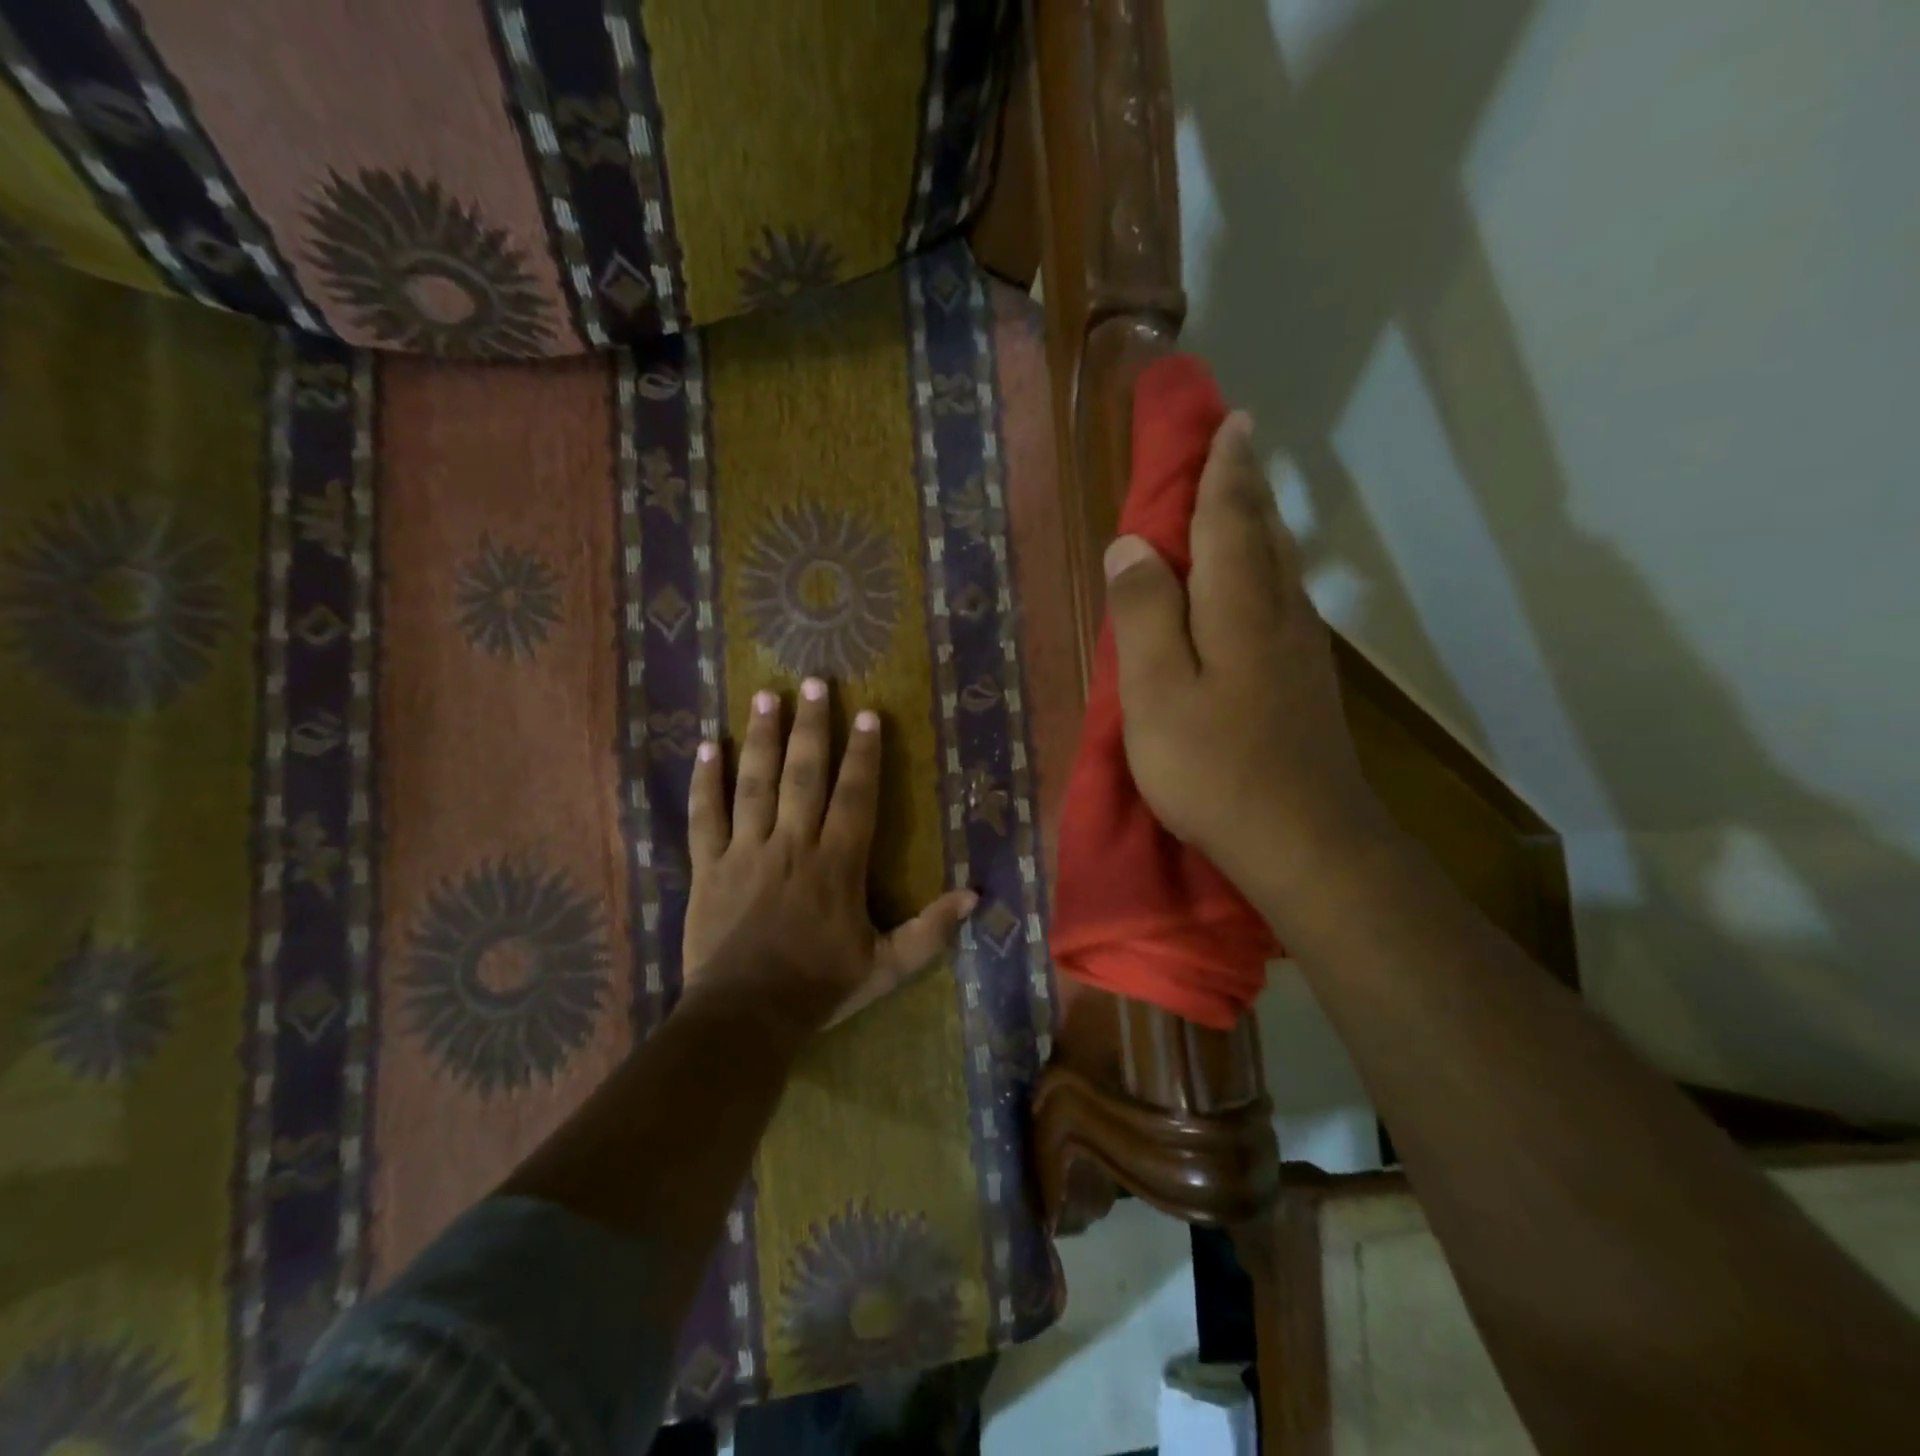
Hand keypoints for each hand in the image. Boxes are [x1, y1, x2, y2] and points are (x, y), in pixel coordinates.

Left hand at [681, 678, 976, 1031]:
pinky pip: (705, 816)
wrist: (745, 1016)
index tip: (867, 715)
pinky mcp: (708, 866)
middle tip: (813, 683)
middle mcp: (792, 844)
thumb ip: (930, 930)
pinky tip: (708, 746)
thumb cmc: (819, 988)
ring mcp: (746, 852)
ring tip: (765, 697)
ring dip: (761, 738)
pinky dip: (705, 781)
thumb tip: (975, 896)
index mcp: (837, 864)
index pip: (855, 797)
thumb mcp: (887, 966)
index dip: (863, 754)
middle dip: (811, 727)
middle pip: (802, 775)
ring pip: (754, 784)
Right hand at [1104, 411, 1388, 905]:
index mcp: (1240, 605)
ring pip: (1281, 566)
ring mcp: (1302, 650)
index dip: (1225, 469)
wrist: (1304, 840)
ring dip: (1260, 524)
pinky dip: (1266, 570)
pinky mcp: (1306, 683)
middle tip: (1237, 444)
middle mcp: (1280, 613)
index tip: (1228, 422)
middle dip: (1247, 485)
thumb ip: (1143, 613)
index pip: (1230, 517)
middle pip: (1265, 532)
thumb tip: (1129, 546)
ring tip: (1242, 499)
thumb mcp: (1157, 692)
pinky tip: (1258, 583)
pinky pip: (1283, 601)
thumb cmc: (1214, 767)